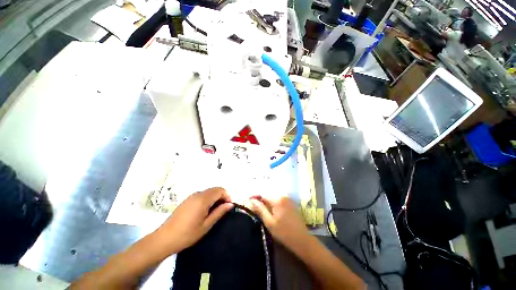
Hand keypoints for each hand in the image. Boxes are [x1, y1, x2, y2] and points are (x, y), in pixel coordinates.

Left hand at [155, 187, 233, 252]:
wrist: (168, 236)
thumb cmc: (189, 233)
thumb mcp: (207, 225)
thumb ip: (219, 213)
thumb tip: (230, 204)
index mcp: (202, 199)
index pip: (219, 190)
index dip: (227, 197)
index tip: (229, 209)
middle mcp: (195, 195)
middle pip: (212, 190)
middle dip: (221, 198)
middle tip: (223, 213)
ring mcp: (189, 198)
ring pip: (206, 194)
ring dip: (213, 201)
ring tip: (214, 216)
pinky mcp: (185, 202)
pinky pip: (199, 197)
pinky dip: (205, 202)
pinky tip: (203, 215)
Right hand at [249, 197, 309, 250]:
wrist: (300, 239)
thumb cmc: (283, 232)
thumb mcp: (269, 222)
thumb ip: (260, 209)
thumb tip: (252, 200)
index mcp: (278, 200)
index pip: (262, 196)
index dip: (256, 202)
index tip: (252, 210)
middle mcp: (285, 197)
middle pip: (269, 199)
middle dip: (263, 205)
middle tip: (260, 217)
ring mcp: (290, 202)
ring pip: (275, 202)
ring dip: (270, 208)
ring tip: (267, 218)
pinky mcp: (293, 207)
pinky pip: (281, 205)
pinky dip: (277, 210)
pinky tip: (276, 219)